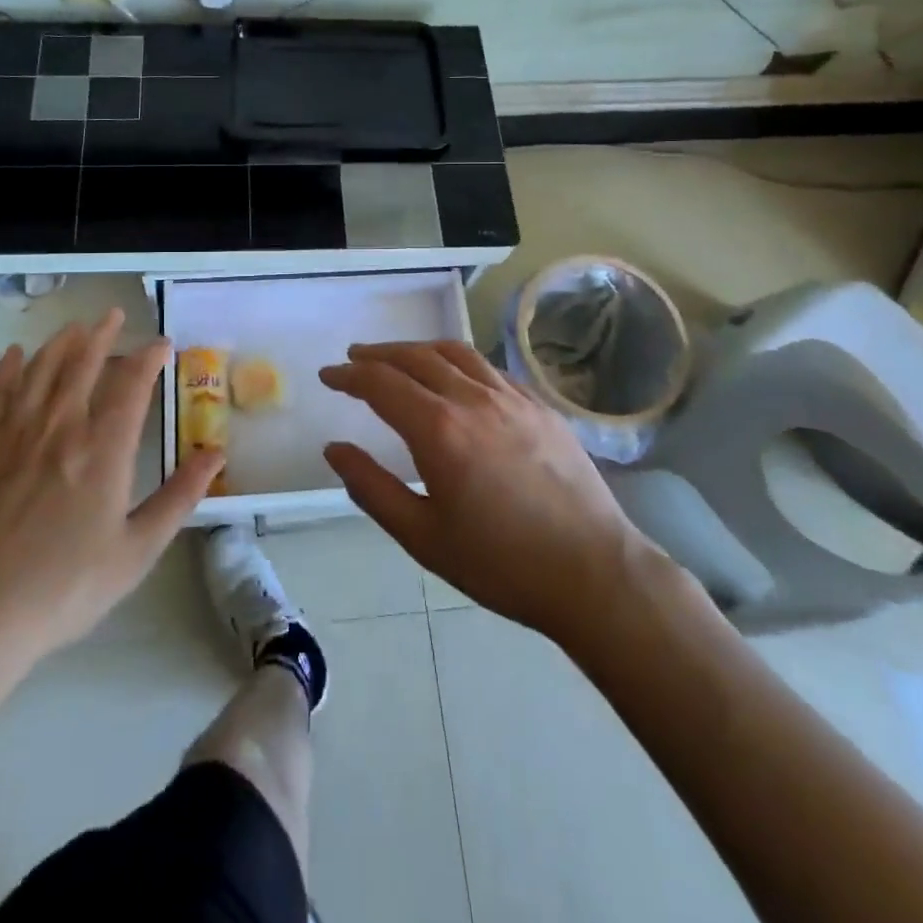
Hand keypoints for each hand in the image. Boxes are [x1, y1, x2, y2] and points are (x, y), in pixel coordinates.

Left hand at [0, 309, 222, 706]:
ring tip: (75, 327)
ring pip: (41, 370)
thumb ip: (179, 498)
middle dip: (102, 335)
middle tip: (114, 315)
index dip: (148, 358)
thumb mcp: (136, 552)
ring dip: (61, 343)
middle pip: (83, 364)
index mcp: (103, 450)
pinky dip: (8, 369)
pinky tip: (15, 355)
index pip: (131, 385)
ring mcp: (14, 434)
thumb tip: (216, 454)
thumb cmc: (63, 589)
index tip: (161, 344)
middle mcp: (60, 427)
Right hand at [321, 341, 662, 652]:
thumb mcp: (422, 537)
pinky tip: (456, 378)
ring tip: (399, 357)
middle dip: (379, 354)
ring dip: (419, 349)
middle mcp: (473, 399)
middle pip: (416, 357)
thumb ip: (372, 487)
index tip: (328, 375)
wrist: (593, 573)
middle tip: (355, 358)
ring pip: (455, 353)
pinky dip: (459, 363)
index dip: (349, 375)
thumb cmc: (501, 564)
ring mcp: (512, 398)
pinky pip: (489, 369)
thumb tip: (335, 449)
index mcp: (439, 430)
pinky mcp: (540, 406)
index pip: (381, 383)